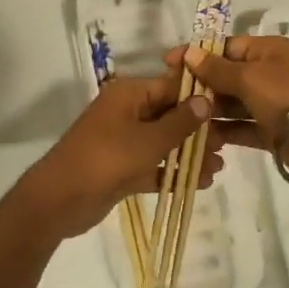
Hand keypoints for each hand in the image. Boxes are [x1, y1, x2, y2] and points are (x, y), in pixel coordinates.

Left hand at [22, 73, 218, 237]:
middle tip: (227, 145)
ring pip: (162, 142)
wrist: (60, 200)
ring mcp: (122, 140)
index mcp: (129, 94)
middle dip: (197, 130)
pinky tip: (199, 183)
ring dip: (188, 153)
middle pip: (169, 114)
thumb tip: (206, 100)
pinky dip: (171, 172)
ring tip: (218, 168)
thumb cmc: (106, 160)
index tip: (229, 110)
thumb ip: (180, 122)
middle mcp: (126, 112)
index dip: (200, 97)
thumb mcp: (149, 140)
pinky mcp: (120, 167)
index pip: (171, 87)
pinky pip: (152, 164)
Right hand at [175, 35, 288, 188]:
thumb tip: (190, 53)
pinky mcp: (271, 132)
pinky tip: (199, 136)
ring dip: (209, 110)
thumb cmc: (288, 95)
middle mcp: (268, 73)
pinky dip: (223, 131)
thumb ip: (217, 68)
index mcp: (267, 50)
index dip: (197, 55)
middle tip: (169, 97)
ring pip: (232, 104)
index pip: (225, 47)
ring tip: (179, 119)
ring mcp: (270, 104)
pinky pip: (241, 128)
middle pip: (226, 76)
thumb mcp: (249, 76)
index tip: (168, 64)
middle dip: (200, 85)